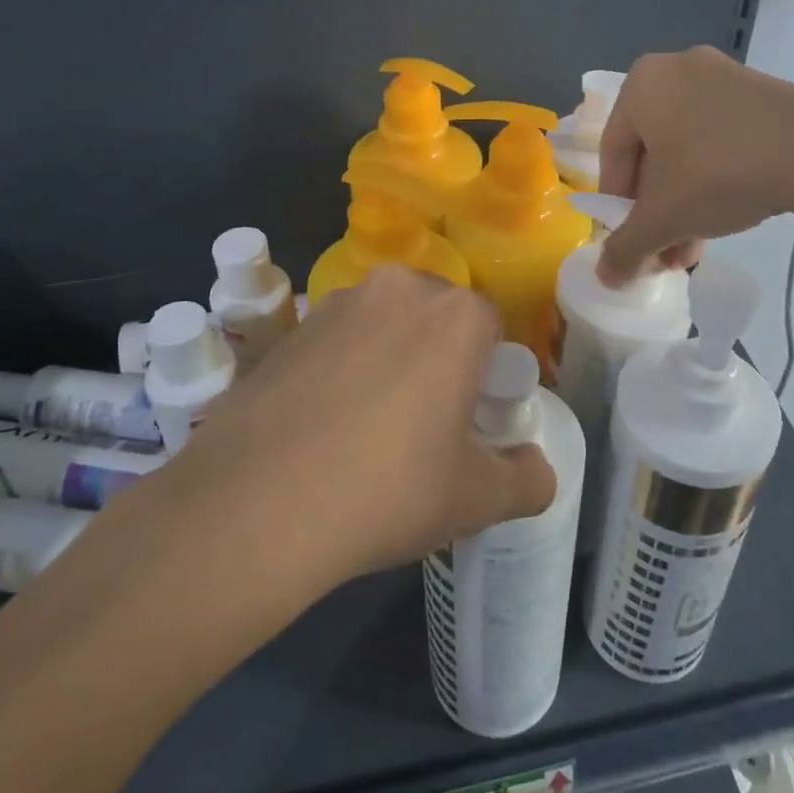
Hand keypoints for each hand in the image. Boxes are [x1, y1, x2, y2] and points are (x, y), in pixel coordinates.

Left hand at [155, 266, 556, 596]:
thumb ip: (527, 481)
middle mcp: (398, 289)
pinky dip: (341, 369)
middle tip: (425, 424)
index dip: (487, 374)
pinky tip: (323, 425)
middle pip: (436, 318)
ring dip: (387, 359)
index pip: (491, 328)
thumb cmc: (389, 490)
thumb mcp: (475, 499)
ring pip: (383, 325)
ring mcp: (336, 303)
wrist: (256, 503)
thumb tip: (537, 471)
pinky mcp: (289, 328)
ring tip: (368, 428)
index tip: (471, 419)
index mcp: (455, 315)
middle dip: (439, 359)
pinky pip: (336, 341)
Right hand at [595, 45, 793, 286]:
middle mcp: (676, 70)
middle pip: (651, 156)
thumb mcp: (663, 218)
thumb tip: (605, 279)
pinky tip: (725, 219)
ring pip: (687, 152)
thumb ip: (625, 248)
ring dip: (683, 205)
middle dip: (656, 212)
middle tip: (664, 253)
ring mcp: (723, 78)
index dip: (617, 208)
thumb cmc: (719, 174)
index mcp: (641, 84)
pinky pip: (720, 140)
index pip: (613, 156)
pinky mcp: (760, 94)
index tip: (632, 244)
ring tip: (692, 250)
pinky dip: (714, 180)